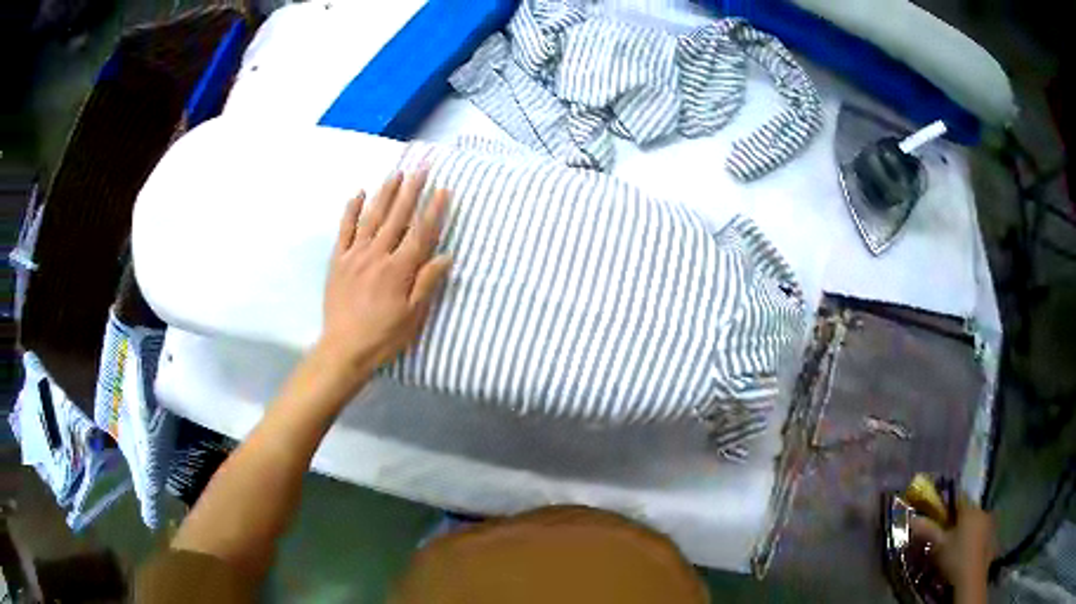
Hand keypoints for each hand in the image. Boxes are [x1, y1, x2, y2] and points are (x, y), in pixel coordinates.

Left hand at [318, 170, 451, 384]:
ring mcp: (355, 255)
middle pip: (397, 217)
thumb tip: (445, 256)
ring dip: (385, 193)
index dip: (433, 210)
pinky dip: (351, 210)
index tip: (443, 189)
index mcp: (399, 269)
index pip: (420, 232)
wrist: (343, 349)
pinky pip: (344, 230)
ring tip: (396, 173)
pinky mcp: (338, 260)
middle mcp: (377, 255)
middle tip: (421, 168)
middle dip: (411, 190)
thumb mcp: (413, 316)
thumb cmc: (383, 337)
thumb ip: (427, 283)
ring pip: (372, 217)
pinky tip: (358, 194)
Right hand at [911, 495, 995, 591]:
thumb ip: (928, 531)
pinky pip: (982, 531)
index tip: (939, 511)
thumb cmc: (955, 558)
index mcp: (969, 509)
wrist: (972, 577)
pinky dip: (975, 537)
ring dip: (968, 527)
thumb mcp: (938, 547)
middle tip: (947, 533)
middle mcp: (982, 510)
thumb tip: (913, 518)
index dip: (948, 501)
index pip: (958, 496)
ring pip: (977, 520)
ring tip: (958, 543)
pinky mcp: (992, 536)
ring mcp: (990, 523)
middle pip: (969, 509)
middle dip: (959, 518)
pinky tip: (968, 550)